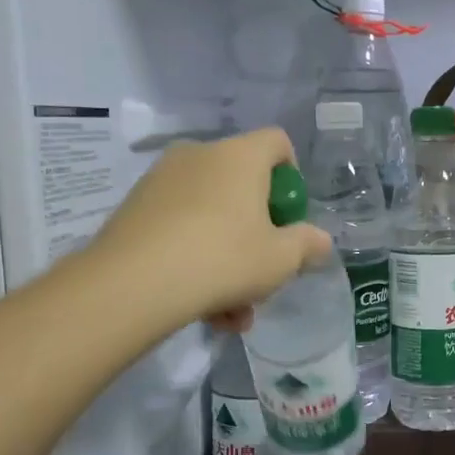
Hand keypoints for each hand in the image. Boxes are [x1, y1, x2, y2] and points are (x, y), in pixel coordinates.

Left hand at [77, 128, 330, 330]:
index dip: (291, 175)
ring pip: (210, 216)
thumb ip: (307, 245)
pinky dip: (195, 261)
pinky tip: (201, 309)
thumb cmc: (223, 259)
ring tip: (232, 313)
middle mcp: (199, 156)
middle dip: (257, 234)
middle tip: (262, 273)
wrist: (133, 284)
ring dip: (228, 261)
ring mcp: (161, 180)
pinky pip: (180, 229)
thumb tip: (320, 240)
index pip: (277, 142)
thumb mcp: (280, 260)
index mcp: (240, 156)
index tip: (289, 215)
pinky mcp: (134, 208)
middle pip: (242, 186)